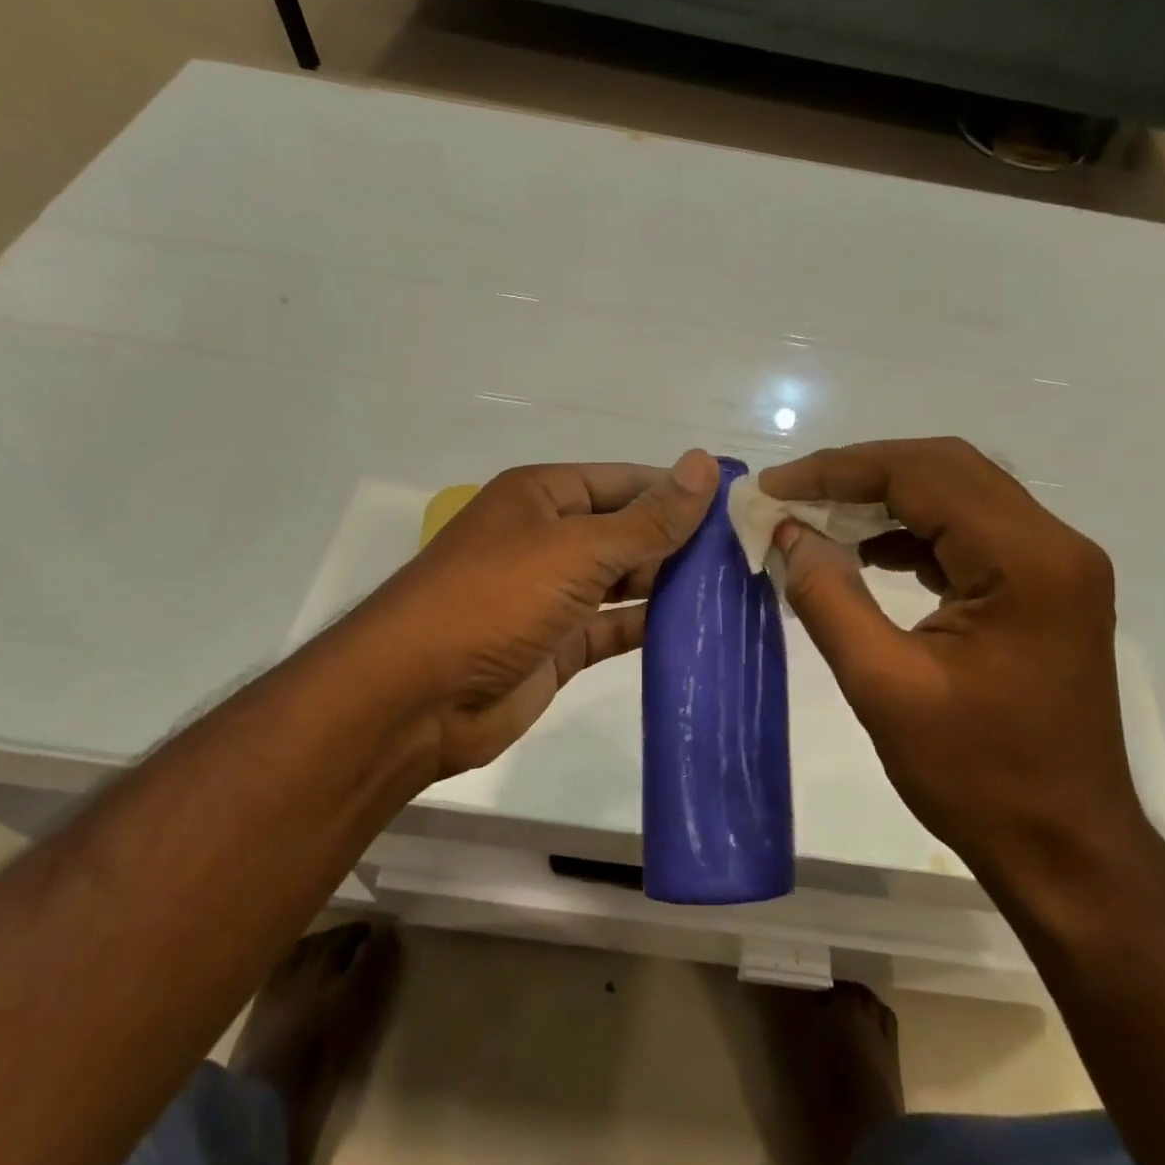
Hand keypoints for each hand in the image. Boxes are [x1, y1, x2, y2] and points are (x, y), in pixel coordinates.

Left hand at [357, 450, 719, 779]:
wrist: (416, 698)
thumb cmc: (494, 600)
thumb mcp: (576, 550)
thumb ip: (647, 519)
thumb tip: (704, 465)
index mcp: (543, 497)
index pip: (625, 482)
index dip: (678, 490)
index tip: (738, 505)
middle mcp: (548, 539)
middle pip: (626, 530)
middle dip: (680, 541)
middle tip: (748, 553)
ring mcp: (552, 595)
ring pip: (623, 580)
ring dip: (670, 584)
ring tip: (735, 589)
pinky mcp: (558, 646)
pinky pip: (614, 627)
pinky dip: (649, 627)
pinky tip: (698, 630)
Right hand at [761, 438, 1145, 879]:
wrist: (1065, 848)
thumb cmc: (977, 776)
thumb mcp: (883, 686)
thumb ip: (828, 596)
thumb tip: (787, 532)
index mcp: (1026, 561)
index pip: (922, 475)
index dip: (838, 471)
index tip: (774, 488)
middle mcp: (1053, 544)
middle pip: (945, 468)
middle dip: (859, 473)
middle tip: (791, 495)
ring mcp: (1054, 564)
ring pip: (957, 493)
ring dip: (884, 497)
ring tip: (817, 519)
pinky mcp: (1043, 587)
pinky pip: (969, 531)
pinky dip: (911, 530)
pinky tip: (866, 552)